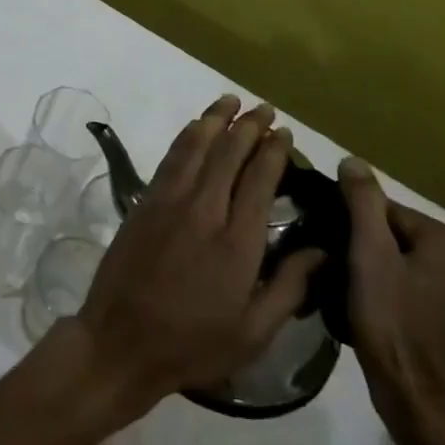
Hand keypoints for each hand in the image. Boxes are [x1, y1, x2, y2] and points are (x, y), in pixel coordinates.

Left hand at [69, 96, 324, 425]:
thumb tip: (324, 250)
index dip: (273, 153)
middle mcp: (202, 210)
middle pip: (228, 155)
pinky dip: (186, 138)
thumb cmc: (193, 343)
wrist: (121, 339)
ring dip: (214, 120)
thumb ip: (290, 287)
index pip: (259, 181)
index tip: (285, 134)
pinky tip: (195, 128)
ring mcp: (168, 201)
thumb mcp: (254, 331)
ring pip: (195, 147)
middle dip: (248, 127)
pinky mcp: (144, 202)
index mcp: (236, 242)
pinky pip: (170, 159)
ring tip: (230, 100)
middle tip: (265, 110)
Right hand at [337, 157, 444, 444]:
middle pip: (394, 235)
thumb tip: (353, 161)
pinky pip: (413, 289)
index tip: (329, 242)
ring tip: (346, 288)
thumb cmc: (391, 320)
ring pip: (402, 263)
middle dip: (363, 245)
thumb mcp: (368, 253)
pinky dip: (390, 292)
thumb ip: (362, 202)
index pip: (384, 209)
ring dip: (374, 269)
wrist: (419, 400)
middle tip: (334, 266)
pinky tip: (370, 310)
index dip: (351, 222)